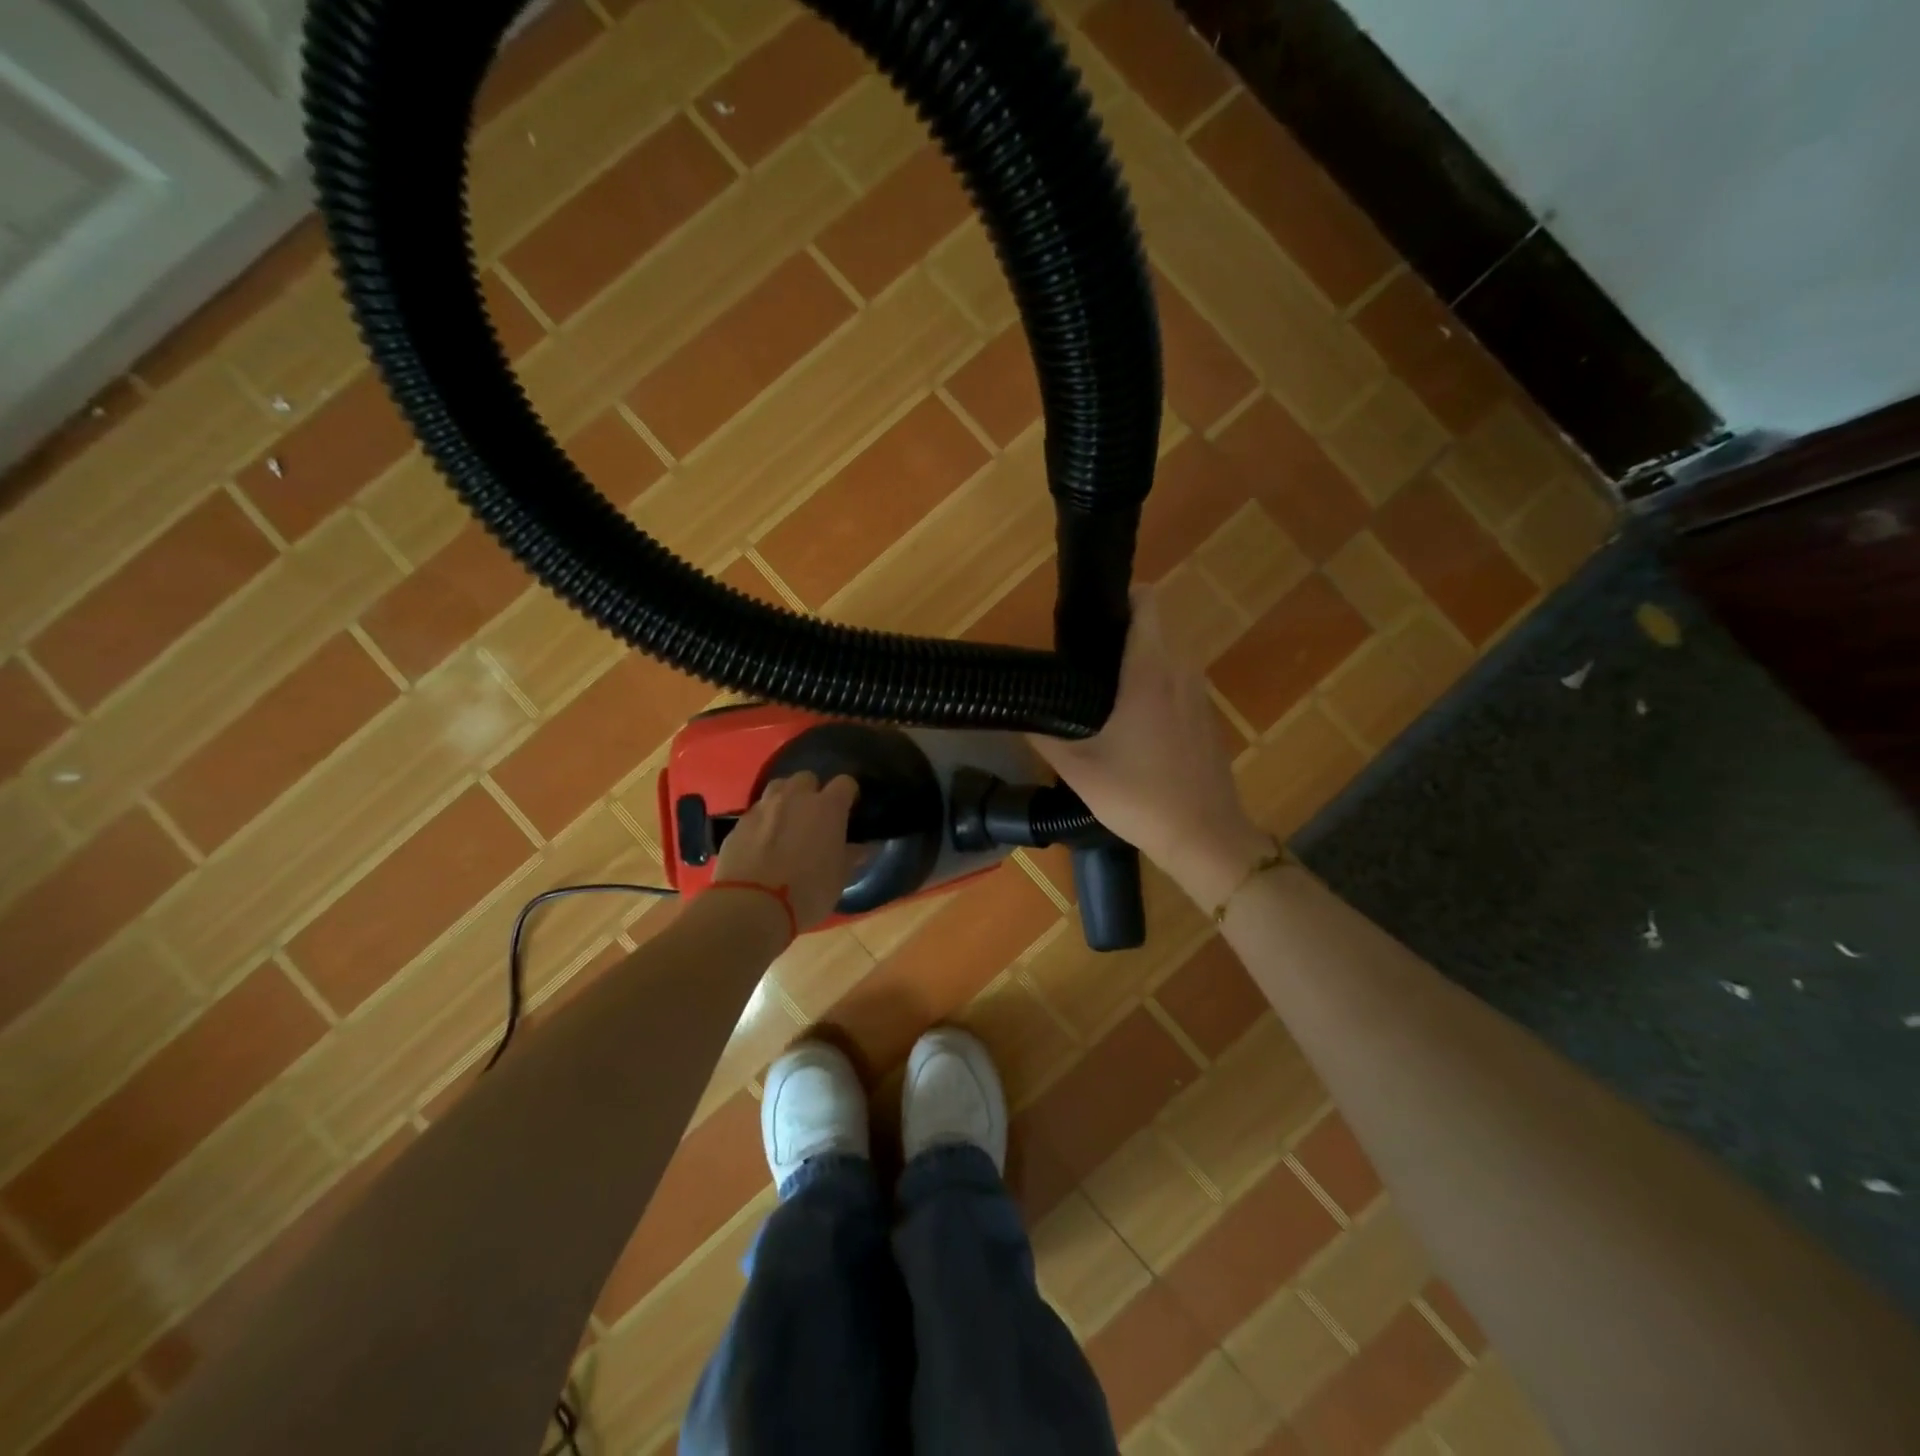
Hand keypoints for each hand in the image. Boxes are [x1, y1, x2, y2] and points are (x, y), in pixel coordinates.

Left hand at [712, 771, 859, 929]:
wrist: (751, 905)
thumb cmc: (807, 892)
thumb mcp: (840, 878)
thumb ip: (852, 855)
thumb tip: (864, 847)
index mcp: (827, 808)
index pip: (845, 783)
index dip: (848, 794)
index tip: (849, 809)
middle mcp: (795, 797)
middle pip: (807, 778)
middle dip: (813, 792)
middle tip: (815, 816)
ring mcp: (763, 807)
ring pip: (778, 787)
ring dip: (785, 798)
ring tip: (787, 822)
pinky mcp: (738, 823)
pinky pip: (756, 811)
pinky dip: (763, 820)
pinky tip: (763, 841)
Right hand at [1029, 589, 1269, 906]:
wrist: (1204, 836)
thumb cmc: (1139, 796)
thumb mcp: (1079, 768)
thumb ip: (1044, 735)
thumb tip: (1020, 714)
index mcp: (1151, 672)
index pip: (1147, 603)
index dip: (1121, 597)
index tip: (1091, 614)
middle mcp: (1182, 672)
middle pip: (1155, 628)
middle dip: (1122, 633)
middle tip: (1083, 658)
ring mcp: (1200, 696)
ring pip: (1168, 658)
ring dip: (1139, 662)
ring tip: (1102, 690)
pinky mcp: (1206, 719)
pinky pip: (1179, 684)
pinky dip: (1156, 687)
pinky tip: (1132, 724)